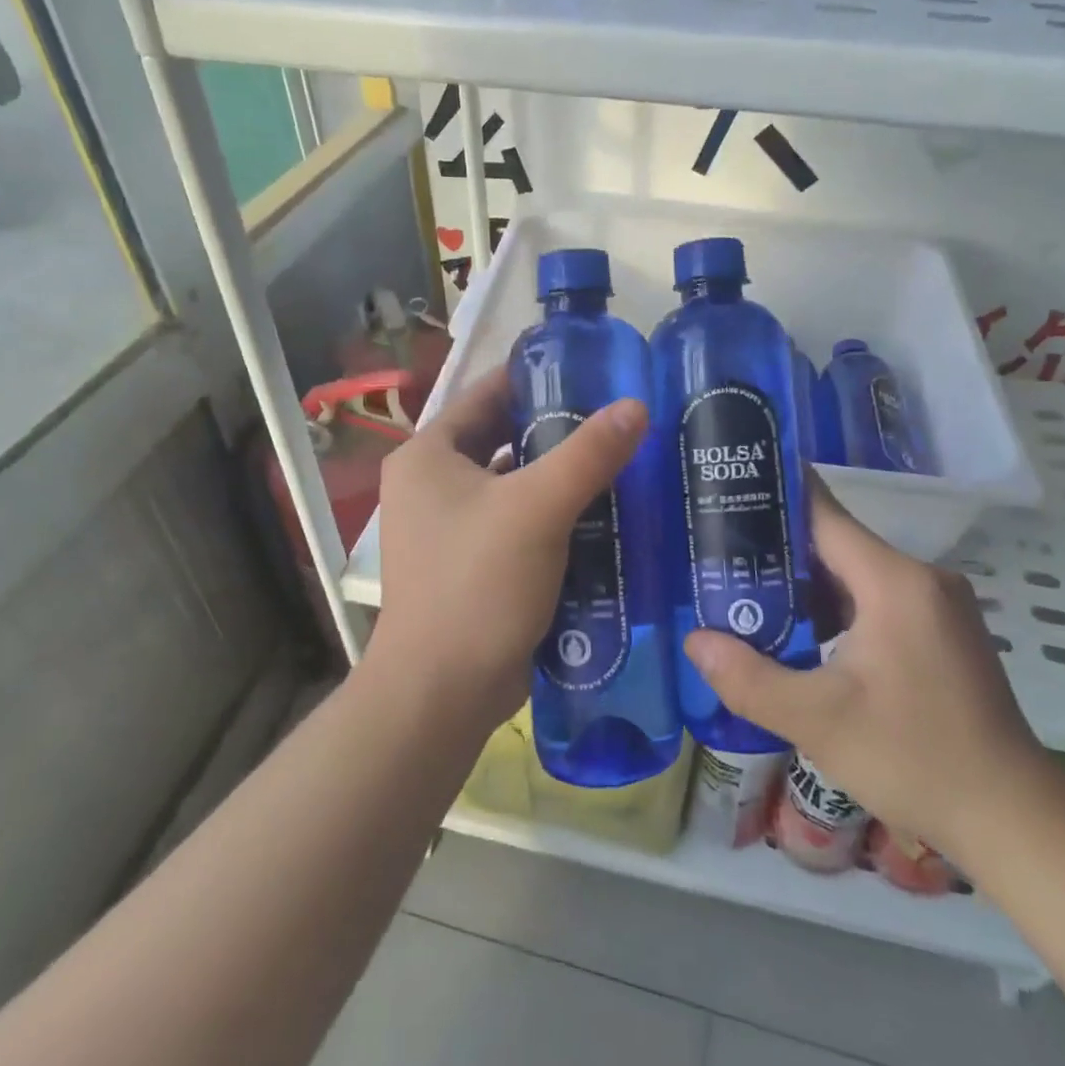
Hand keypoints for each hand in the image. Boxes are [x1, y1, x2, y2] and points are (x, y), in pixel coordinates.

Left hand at [367, 370, 648, 734]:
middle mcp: (432, 485)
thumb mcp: (537, 508)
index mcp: (428, 455)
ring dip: (560, 475)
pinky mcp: (473, 564)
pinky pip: (519, 522)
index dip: (538, 378)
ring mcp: (450, 528)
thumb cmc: (478, 584)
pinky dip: (555, 515)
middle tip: (617, 418)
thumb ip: (588, 453)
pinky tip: (603, 514)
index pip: (487, 394)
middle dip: (557, 429)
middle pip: (503, 438)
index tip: (592, 372)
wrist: (442, 693)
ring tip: (621, 460)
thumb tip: (636, 406)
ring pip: (515, 483)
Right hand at [684, 486, 1052, 861]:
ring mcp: (937, 603)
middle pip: (836, 542)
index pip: (822, 512)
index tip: (728, 490)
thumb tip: (693, 641)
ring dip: (805, 583)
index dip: (773, 497)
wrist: (1014, 820)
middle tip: (719, 556)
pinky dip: (836, 607)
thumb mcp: (818, 721)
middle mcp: (920, 577)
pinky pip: (877, 598)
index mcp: (894, 580)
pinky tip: (802, 634)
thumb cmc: (915, 759)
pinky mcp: (942, 630)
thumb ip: (748, 677)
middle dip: (777, 548)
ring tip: (748, 594)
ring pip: (855, 573)